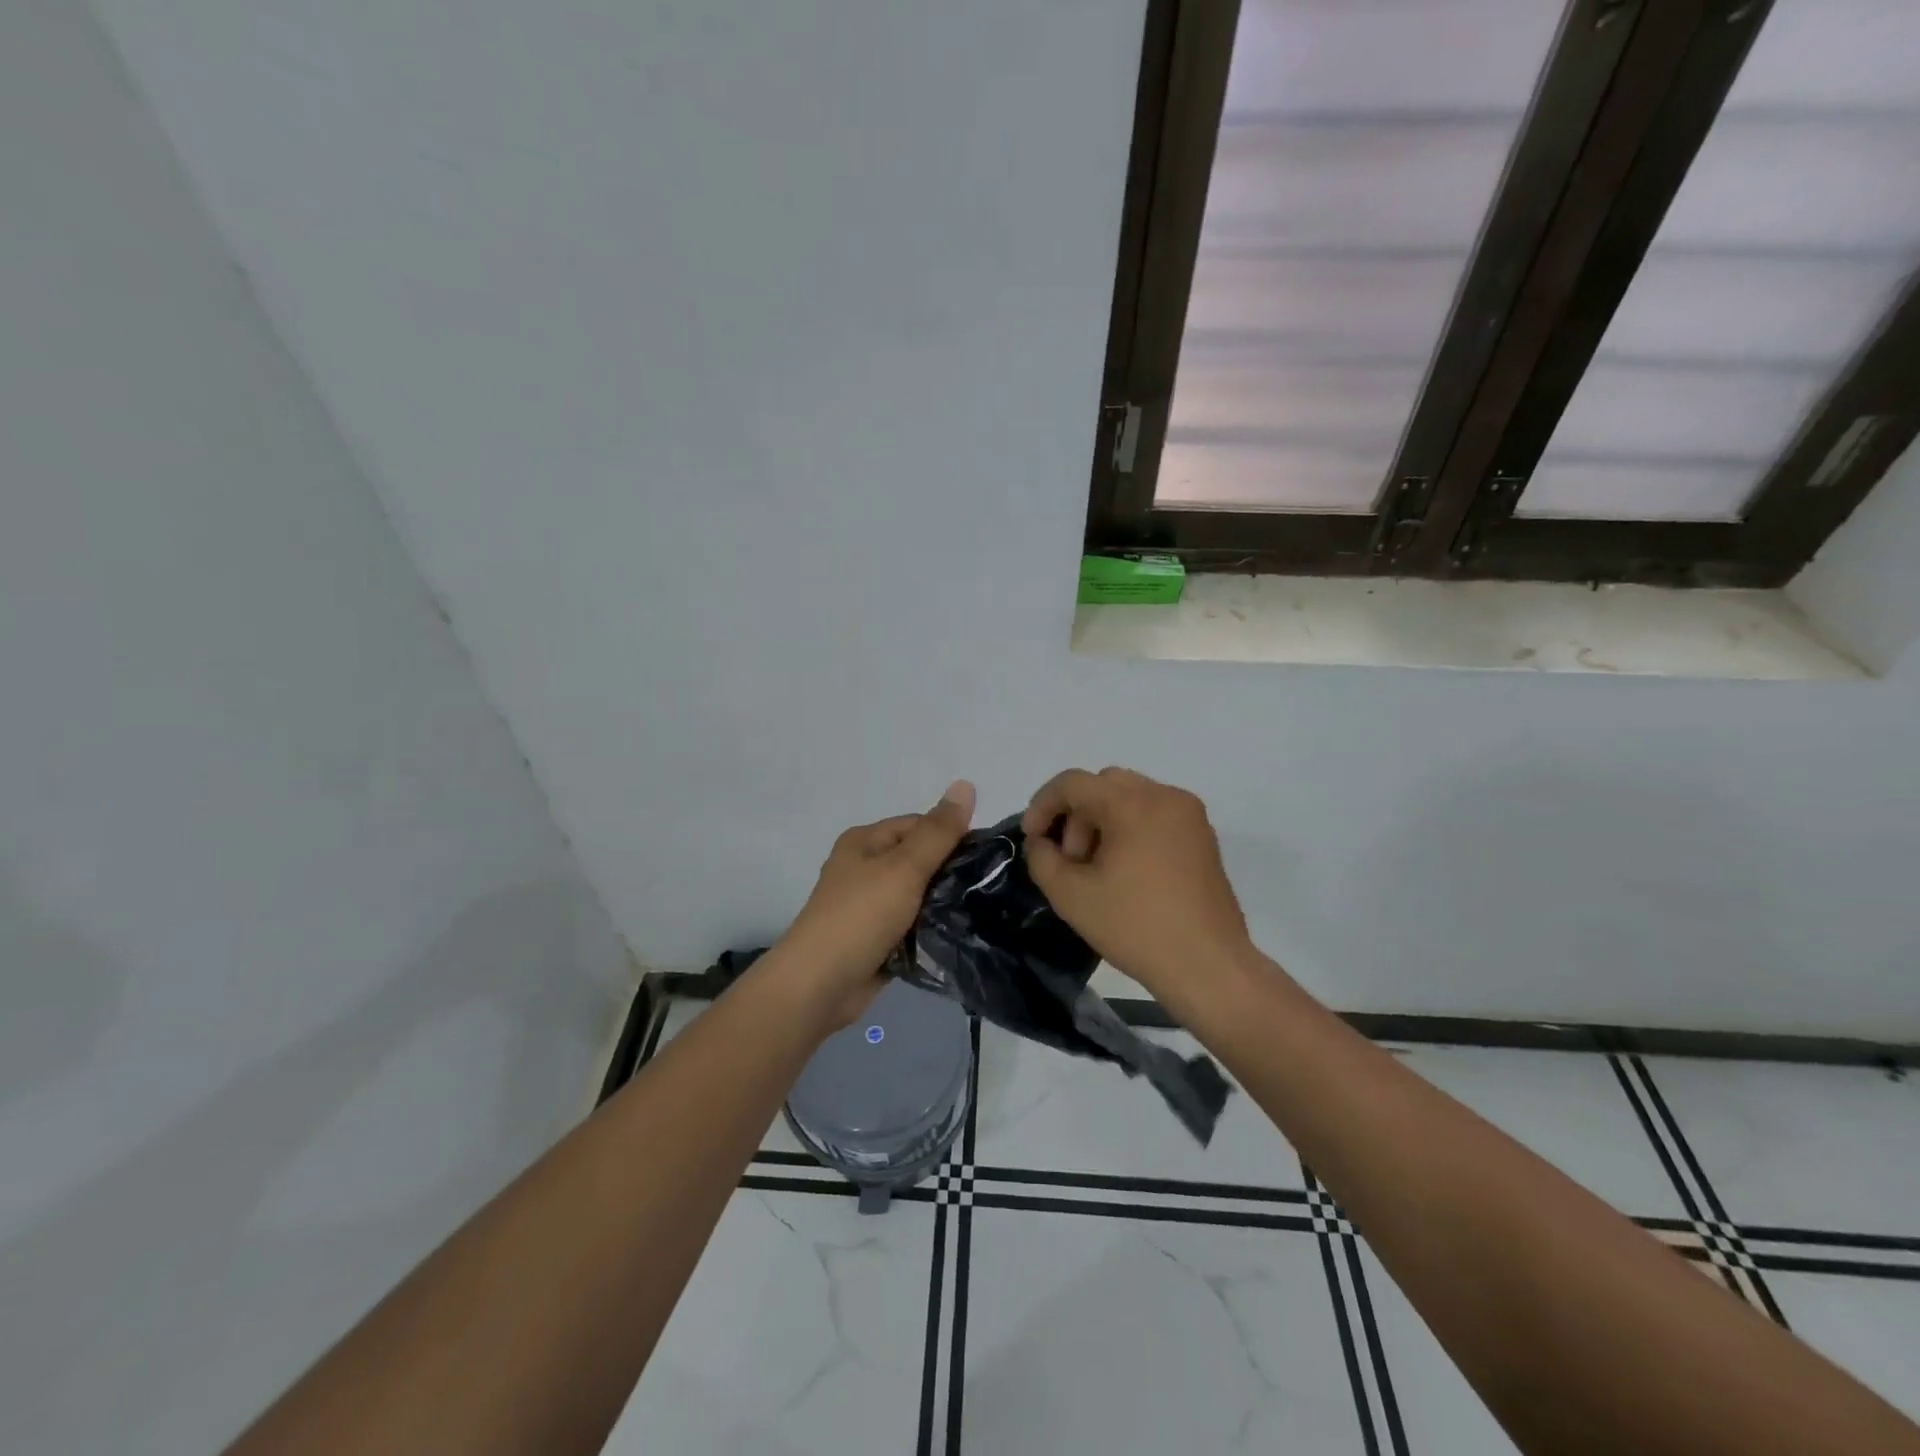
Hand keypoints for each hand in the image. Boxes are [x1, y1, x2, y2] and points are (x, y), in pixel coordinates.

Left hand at [772, 780, 976, 1030]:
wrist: (819, 986)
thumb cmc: (860, 916)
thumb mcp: (904, 867)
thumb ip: (938, 831)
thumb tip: (966, 784)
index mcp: (866, 841)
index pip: (920, 825)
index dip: (953, 836)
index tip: (988, 858)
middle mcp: (865, 867)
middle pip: (920, 860)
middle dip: (950, 872)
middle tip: (990, 887)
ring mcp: (869, 905)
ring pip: (918, 895)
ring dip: (943, 904)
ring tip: (982, 911)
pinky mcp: (876, 939)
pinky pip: (912, 925)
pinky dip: (930, 929)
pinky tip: (959, 935)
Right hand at [1022, 767, 1251, 1007]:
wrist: (1208, 966)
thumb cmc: (1136, 927)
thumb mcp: (1071, 896)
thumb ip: (1042, 859)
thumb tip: (1041, 842)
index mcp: (1133, 804)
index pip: (1073, 783)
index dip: (1042, 805)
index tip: (1032, 838)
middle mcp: (1165, 796)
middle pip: (1103, 785)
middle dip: (1076, 816)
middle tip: (1070, 861)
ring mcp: (1189, 815)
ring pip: (1130, 797)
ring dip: (1102, 821)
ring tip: (1096, 869)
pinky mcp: (1203, 837)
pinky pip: (1154, 814)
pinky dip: (1130, 829)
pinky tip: (1124, 872)